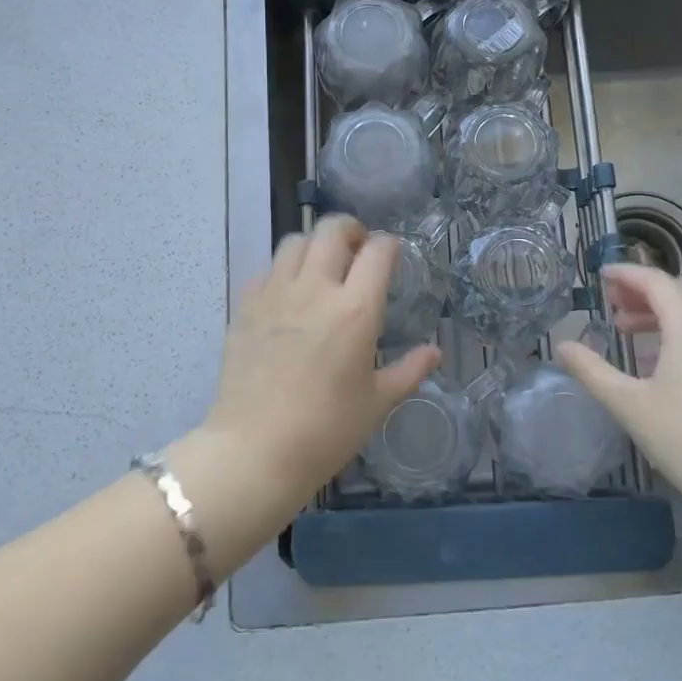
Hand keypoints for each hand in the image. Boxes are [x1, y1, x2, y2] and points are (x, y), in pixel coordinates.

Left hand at [201, 215, 440, 508]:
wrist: (254, 451)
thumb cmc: (326, 431)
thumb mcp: (377, 403)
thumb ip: (409, 370)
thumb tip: (435, 352)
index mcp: (355, 309)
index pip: (377, 251)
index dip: (389, 245)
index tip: (392, 255)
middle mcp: (315, 288)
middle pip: (332, 229)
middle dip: (351, 230)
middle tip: (358, 250)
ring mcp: (275, 293)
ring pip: (296, 240)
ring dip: (315, 244)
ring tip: (322, 267)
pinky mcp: (246, 305)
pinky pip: (268, 268)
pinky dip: (284, 269)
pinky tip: (289, 295)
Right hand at [555, 263, 681, 540]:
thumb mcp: (630, 405)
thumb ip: (592, 371)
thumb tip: (562, 346)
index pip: (656, 282)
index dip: (626, 274)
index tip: (600, 276)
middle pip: (678, 292)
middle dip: (642, 292)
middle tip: (610, 304)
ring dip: (659, 313)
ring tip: (626, 331)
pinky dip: (677, 333)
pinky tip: (655, 362)